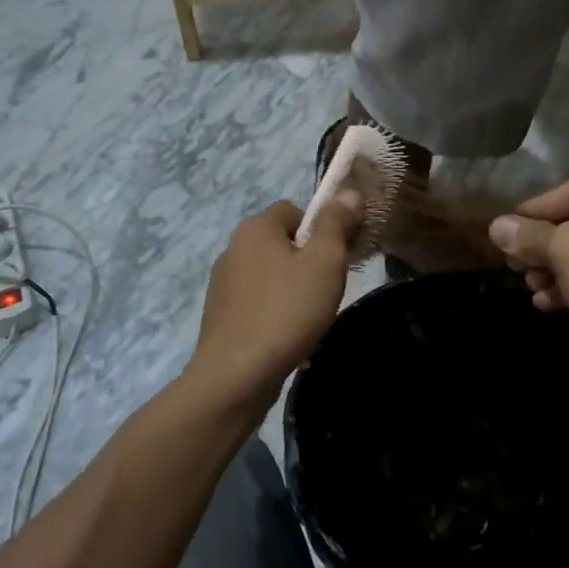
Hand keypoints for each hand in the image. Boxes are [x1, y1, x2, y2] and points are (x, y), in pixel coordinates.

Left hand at [185, 194, 362, 415]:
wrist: (236, 375)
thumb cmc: (287, 310)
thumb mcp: (325, 261)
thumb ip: (337, 223)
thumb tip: (348, 192)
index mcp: (255, 228)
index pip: (294, 210)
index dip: (320, 228)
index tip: (336, 257)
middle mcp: (233, 248)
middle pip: (281, 242)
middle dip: (307, 260)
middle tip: (327, 288)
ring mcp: (222, 283)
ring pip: (269, 273)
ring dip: (291, 288)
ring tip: (309, 317)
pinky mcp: (220, 315)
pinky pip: (256, 302)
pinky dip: (274, 312)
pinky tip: (287, 336)